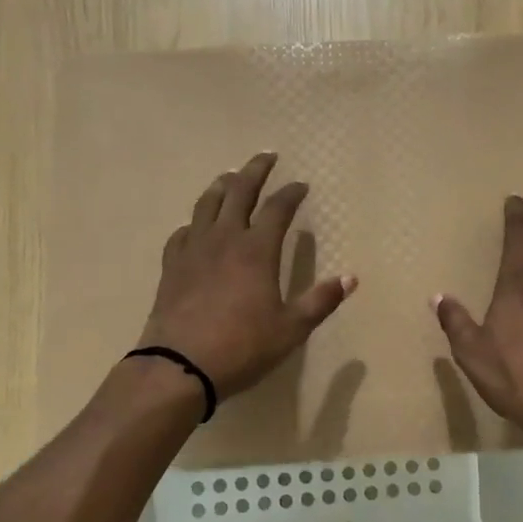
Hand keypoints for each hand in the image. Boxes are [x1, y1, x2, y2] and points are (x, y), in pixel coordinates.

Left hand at [138, 152, 356, 399]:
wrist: (179, 366)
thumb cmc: (242, 347)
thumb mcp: (291, 329)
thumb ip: (320, 301)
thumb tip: (350, 278)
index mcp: (256, 250)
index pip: (277, 209)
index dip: (291, 194)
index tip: (301, 185)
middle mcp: (224, 239)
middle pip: (238, 192)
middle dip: (255, 171)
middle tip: (266, 156)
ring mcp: (193, 250)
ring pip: (206, 205)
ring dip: (220, 186)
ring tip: (229, 177)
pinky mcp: (172, 266)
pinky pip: (183, 233)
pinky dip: (194, 223)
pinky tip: (196, 227)